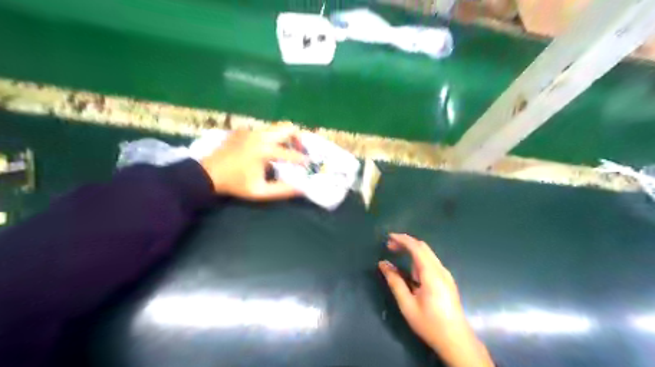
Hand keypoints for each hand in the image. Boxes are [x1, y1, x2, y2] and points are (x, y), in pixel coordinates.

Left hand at [199, 126, 306, 200]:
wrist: (208, 173)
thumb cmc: (235, 184)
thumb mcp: (259, 191)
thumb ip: (282, 190)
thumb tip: (302, 188)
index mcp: (265, 150)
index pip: (291, 153)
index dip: (302, 160)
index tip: (308, 164)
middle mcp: (261, 135)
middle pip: (288, 127)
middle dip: (297, 138)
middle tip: (299, 150)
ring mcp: (251, 130)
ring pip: (276, 127)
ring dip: (285, 137)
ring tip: (286, 150)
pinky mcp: (244, 130)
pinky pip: (264, 130)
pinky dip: (271, 138)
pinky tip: (266, 150)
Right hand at [376, 233, 494, 366]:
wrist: (456, 341)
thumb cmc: (430, 324)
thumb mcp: (407, 305)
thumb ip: (395, 282)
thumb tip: (383, 264)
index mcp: (432, 274)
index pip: (417, 248)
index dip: (402, 239)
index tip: (388, 237)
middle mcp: (441, 270)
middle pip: (423, 247)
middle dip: (406, 242)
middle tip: (389, 246)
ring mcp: (446, 275)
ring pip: (427, 254)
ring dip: (411, 250)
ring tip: (396, 253)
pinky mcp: (447, 280)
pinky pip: (431, 262)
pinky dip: (418, 258)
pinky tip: (410, 268)